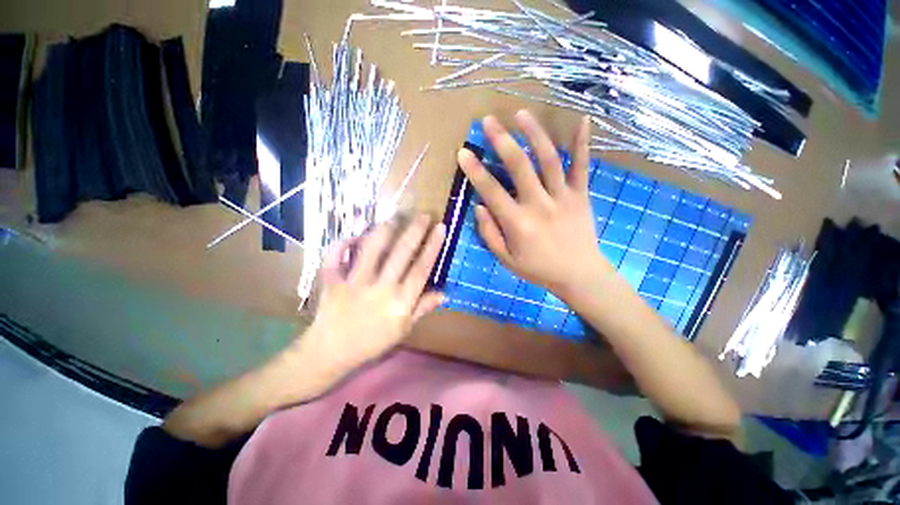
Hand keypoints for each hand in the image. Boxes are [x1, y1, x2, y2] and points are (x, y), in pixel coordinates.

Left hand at [303, 215, 445, 373]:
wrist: (331, 353)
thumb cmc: (372, 342)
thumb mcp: (403, 329)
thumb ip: (422, 308)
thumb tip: (444, 293)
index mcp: (400, 302)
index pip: (421, 269)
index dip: (432, 247)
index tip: (440, 228)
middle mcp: (380, 288)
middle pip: (401, 253)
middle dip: (414, 231)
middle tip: (423, 214)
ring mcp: (355, 283)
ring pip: (371, 249)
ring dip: (384, 230)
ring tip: (394, 217)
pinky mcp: (332, 281)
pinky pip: (335, 257)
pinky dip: (343, 243)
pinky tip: (353, 235)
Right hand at [458, 110, 610, 294]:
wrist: (579, 275)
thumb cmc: (538, 269)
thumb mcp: (506, 259)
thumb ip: (490, 233)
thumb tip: (479, 206)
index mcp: (518, 223)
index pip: (491, 191)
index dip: (475, 171)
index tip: (463, 152)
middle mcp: (539, 204)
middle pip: (519, 166)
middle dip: (502, 140)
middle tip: (488, 120)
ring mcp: (563, 197)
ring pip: (548, 159)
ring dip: (534, 134)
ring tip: (521, 113)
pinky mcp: (582, 195)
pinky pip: (582, 166)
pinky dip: (583, 143)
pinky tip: (582, 119)